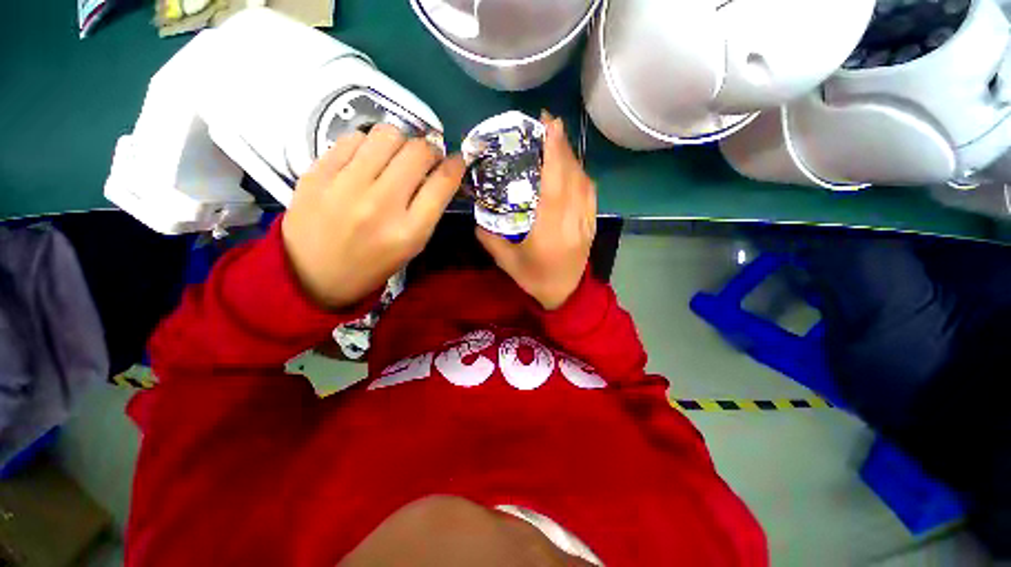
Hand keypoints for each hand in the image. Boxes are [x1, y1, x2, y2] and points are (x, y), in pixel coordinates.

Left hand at [282, 124, 464, 308]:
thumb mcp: (410, 248)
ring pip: (388, 134)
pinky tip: (367, 159)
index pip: (442, 183)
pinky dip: (369, 144)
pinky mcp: (318, 172)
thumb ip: (427, 211)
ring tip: (395, 156)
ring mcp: (346, 185)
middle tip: (425, 159)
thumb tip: (437, 172)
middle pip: (418, 151)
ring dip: (401, 141)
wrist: (312, 275)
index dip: (456, 165)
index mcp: (409, 232)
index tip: (456, 159)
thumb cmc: (371, 266)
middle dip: (430, 150)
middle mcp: (381, 205)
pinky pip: (354, 138)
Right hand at [476, 116, 596, 309]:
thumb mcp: (506, 262)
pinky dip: (580, 174)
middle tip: (547, 123)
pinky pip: (590, 193)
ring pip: (584, 182)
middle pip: (572, 177)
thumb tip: (478, 214)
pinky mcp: (591, 224)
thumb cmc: (534, 279)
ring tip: (556, 142)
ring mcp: (585, 222)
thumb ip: (489, 237)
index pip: (555, 185)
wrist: (565, 295)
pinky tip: (570, 167)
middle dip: (562, 146)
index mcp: (549, 231)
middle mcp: (572, 222)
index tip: (549, 124)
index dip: (555, 152)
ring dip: (571, 157)